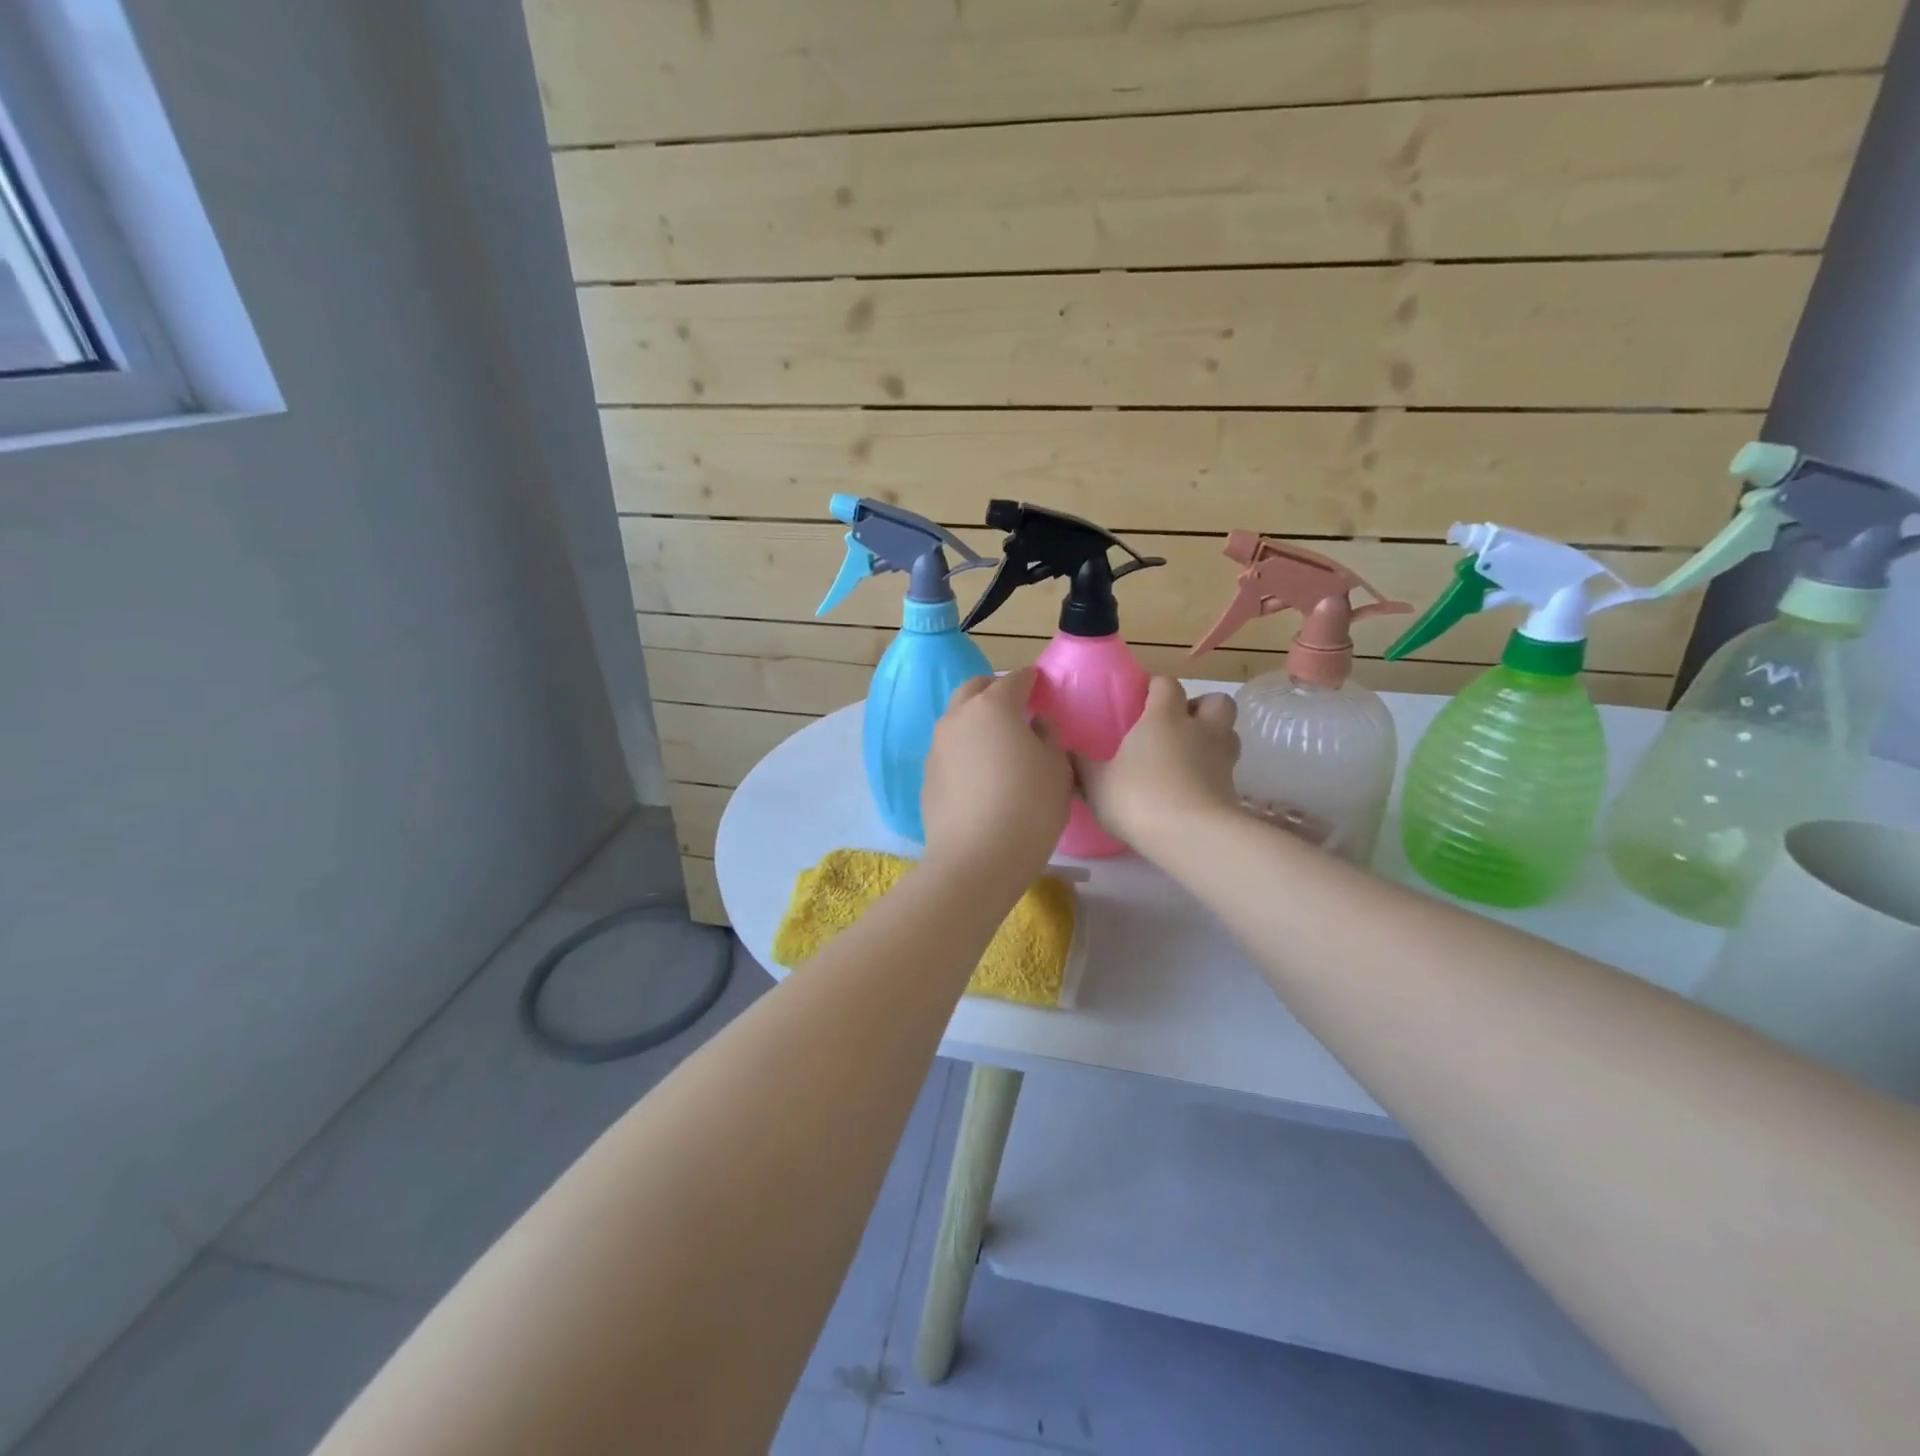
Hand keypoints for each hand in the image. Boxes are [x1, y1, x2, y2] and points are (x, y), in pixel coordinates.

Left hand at [922, 668, 1072, 882]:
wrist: (977, 859)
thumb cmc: (1029, 807)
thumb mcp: (1057, 769)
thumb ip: (1049, 736)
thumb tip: (1036, 722)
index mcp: (993, 707)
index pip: (1014, 680)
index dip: (1029, 679)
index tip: (1039, 683)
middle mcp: (958, 718)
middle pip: (973, 690)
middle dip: (993, 690)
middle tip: (1014, 704)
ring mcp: (936, 748)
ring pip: (955, 720)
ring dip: (974, 720)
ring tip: (995, 740)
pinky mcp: (927, 778)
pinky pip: (948, 752)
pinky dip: (964, 751)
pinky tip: (978, 774)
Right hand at [1076, 677, 1240, 854]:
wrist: (1191, 836)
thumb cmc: (1139, 798)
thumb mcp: (1097, 784)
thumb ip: (1082, 767)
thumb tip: (1065, 753)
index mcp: (1164, 717)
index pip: (1166, 685)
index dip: (1157, 687)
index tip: (1143, 699)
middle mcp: (1200, 729)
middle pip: (1216, 701)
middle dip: (1201, 707)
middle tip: (1178, 724)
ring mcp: (1222, 759)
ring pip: (1229, 733)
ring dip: (1214, 737)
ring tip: (1190, 755)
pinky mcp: (1234, 789)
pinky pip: (1227, 769)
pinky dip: (1214, 772)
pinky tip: (1193, 788)